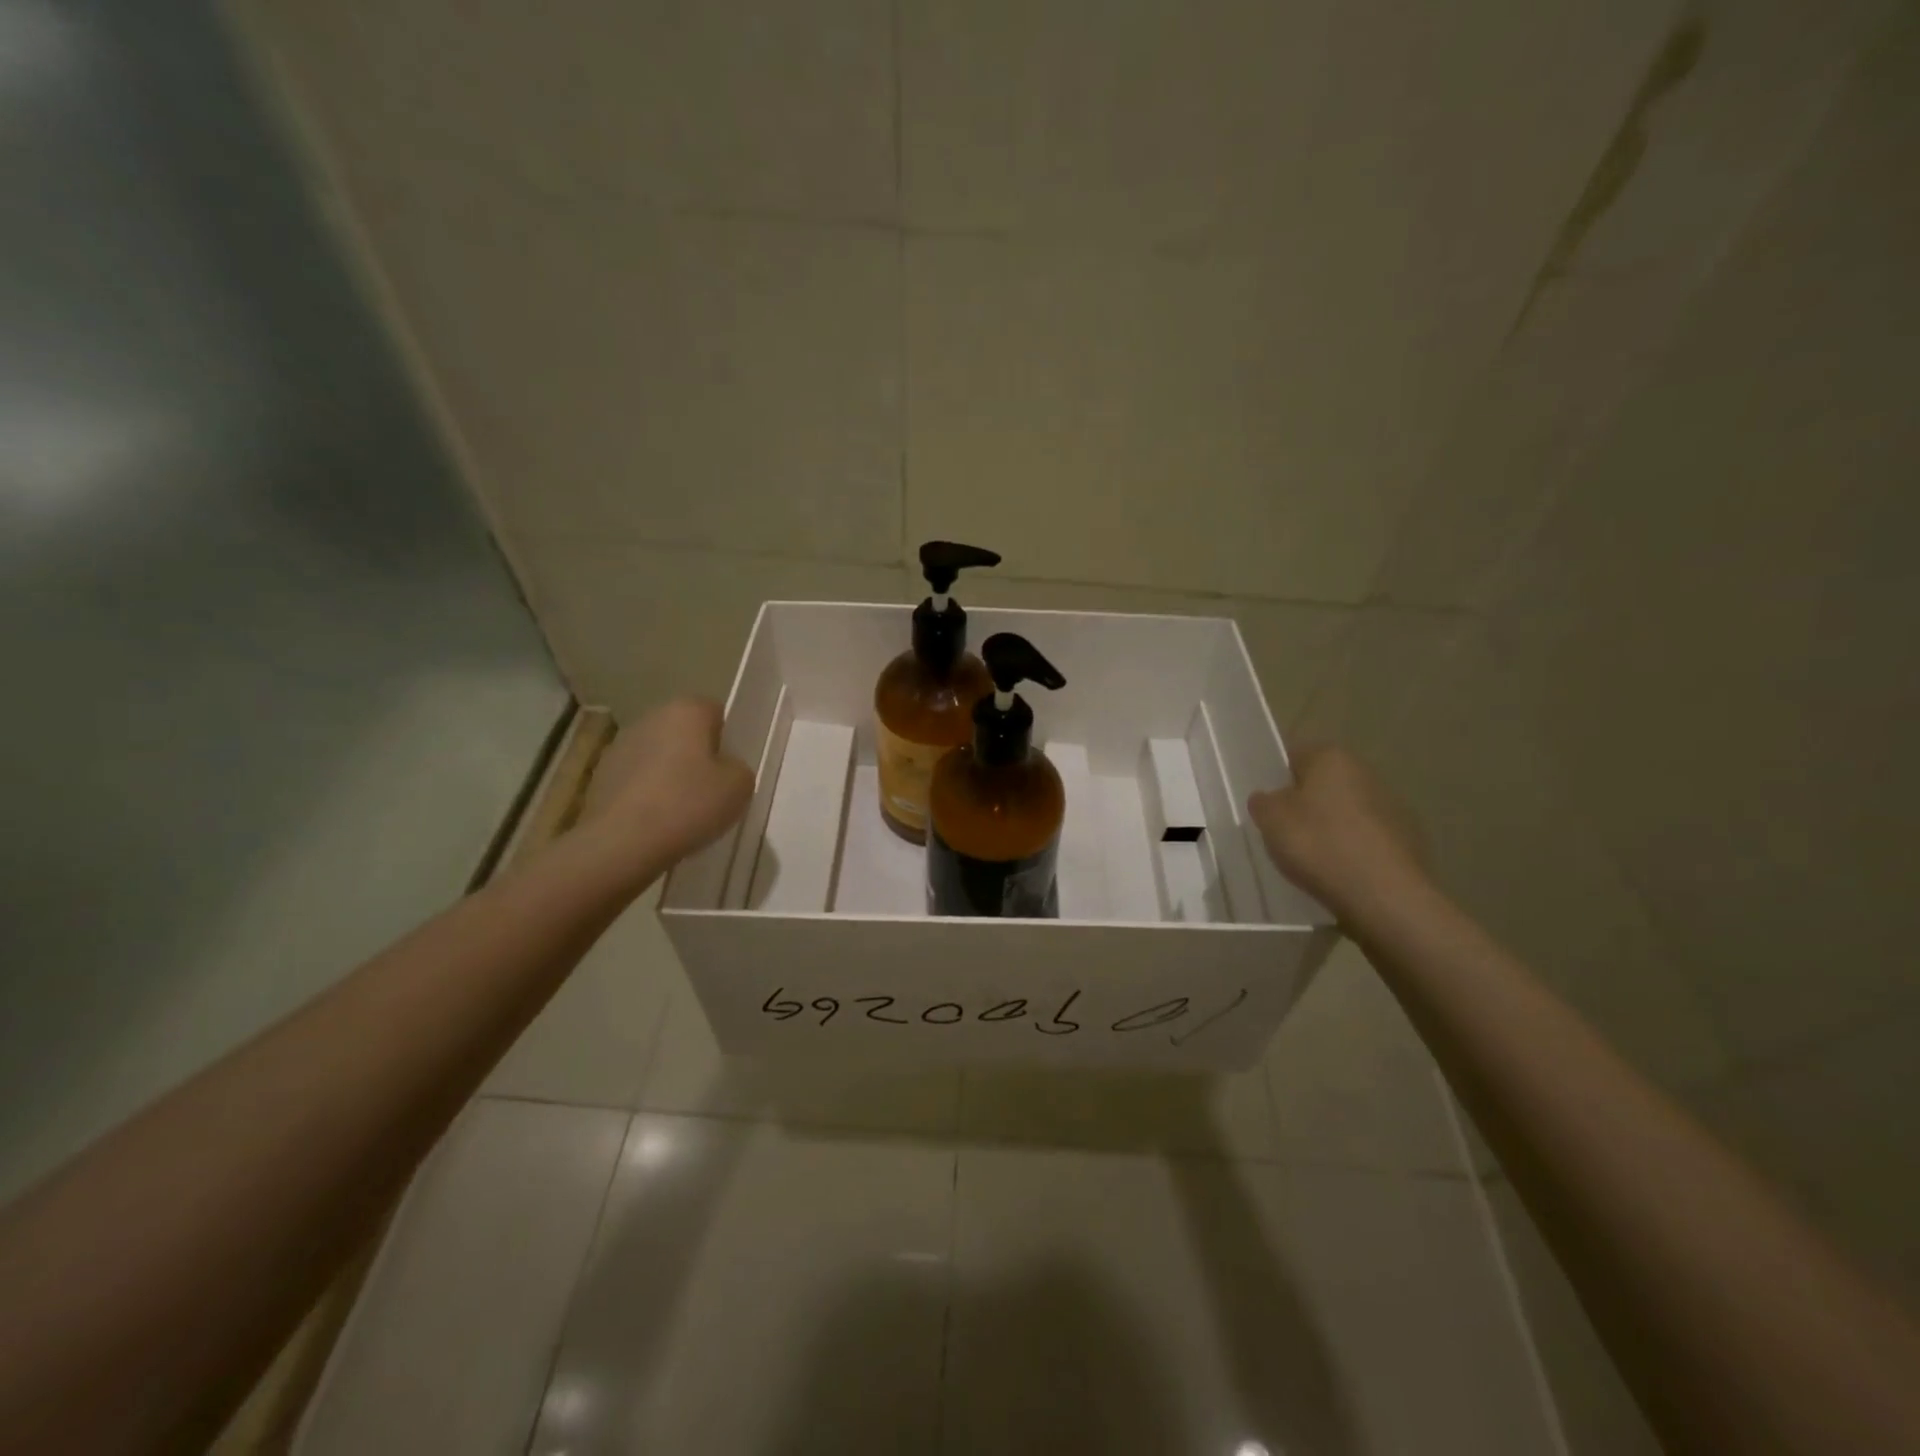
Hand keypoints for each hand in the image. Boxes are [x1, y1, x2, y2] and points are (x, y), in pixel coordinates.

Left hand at [578, 699, 753, 866]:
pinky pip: (636, 780)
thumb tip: (724, 768)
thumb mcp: (740, 787)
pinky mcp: (600, 776)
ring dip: (669, 775)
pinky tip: (655, 823)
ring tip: (681, 813)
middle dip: (696, 757)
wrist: (621, 843)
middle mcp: (650, 718)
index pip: (715, 713)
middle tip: (710, 792)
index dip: (727, 741)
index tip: (729, 770)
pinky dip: (646, 795)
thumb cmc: (687, 804)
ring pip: (658, 756)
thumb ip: (738, 768)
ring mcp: (619, 746)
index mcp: (686, 710)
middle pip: (684, 733)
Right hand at [1248, 746, 1426, 916]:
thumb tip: (1269, 797)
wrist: (1385, 896)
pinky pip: (1366, 839)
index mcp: (1331, 758)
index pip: (1295, 755)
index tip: (1266, 805)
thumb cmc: (1319, 845)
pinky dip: (1352, 850)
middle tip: (1283, 832)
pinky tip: (1339, 873)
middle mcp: (1366, 772)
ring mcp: (1393, 806)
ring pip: (1346, 811)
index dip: (1277, 779)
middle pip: (1324, 783)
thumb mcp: (1271, 820)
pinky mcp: (1407, 840)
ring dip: (1330, 827)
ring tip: (1310, 858)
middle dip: (1305, 803)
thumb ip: (1264, 802)